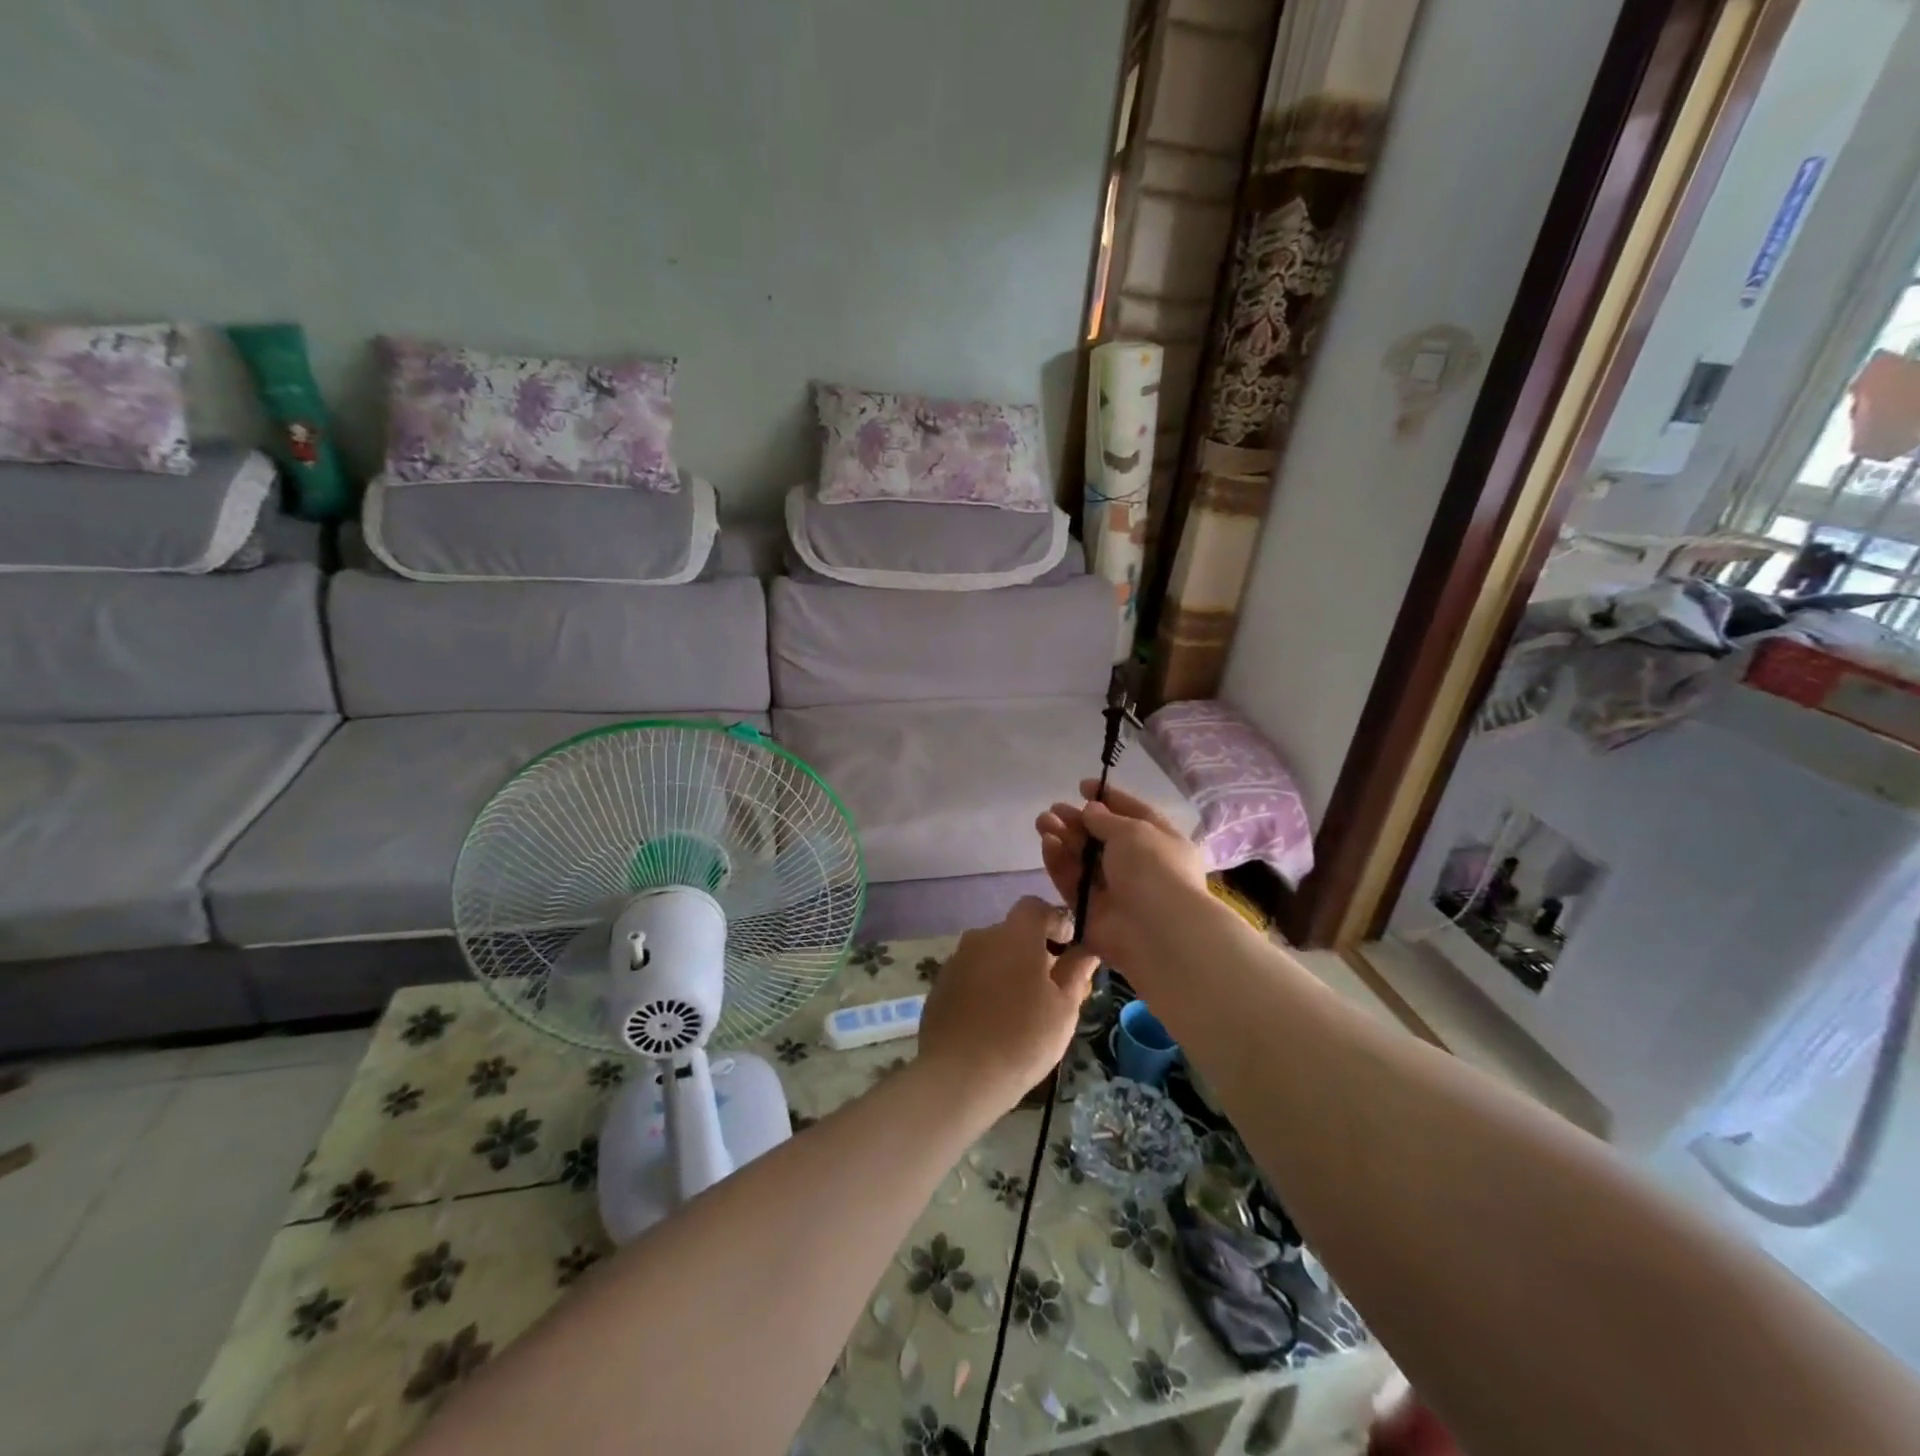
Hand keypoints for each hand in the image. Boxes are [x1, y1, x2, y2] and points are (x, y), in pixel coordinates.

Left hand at [916, 897, 1099, 1113]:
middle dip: (1034, 952)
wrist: (959, 1076)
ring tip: (1023, 1011)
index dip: (1055, 922)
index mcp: (1015, 935)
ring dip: (1009, 970)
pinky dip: (986, 987)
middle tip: (1052, 990)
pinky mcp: (940, 985)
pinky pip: (972, 975)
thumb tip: (1086, 949)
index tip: (1068, 950)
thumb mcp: (1064, 1007)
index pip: (1036, 907)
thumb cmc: (1023, 1038)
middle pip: (1014, 933)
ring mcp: (956, 960)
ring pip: (992, 955)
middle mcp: (981, 937)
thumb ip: (1076, 971)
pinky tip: (994, 1021)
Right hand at [1035, 780, 1213, 976]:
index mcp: (1161, 842)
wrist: (1157, 931)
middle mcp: (1139, 866)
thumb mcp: (1133, 831)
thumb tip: (1091, 810)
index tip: (1082, 786)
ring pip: (1083, 860)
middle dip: (1077, 820)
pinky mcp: (1091, 912)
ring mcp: (1114, 891)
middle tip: (1053, 809)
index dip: (1108, 799)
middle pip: (1102, 838)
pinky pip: (1072, 883)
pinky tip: (1047, 844)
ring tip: (1042, 821)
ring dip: (1063, 838)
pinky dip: (1059, 863)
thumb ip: (1106, 819)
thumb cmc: (1154, 869)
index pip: (1133, 814)